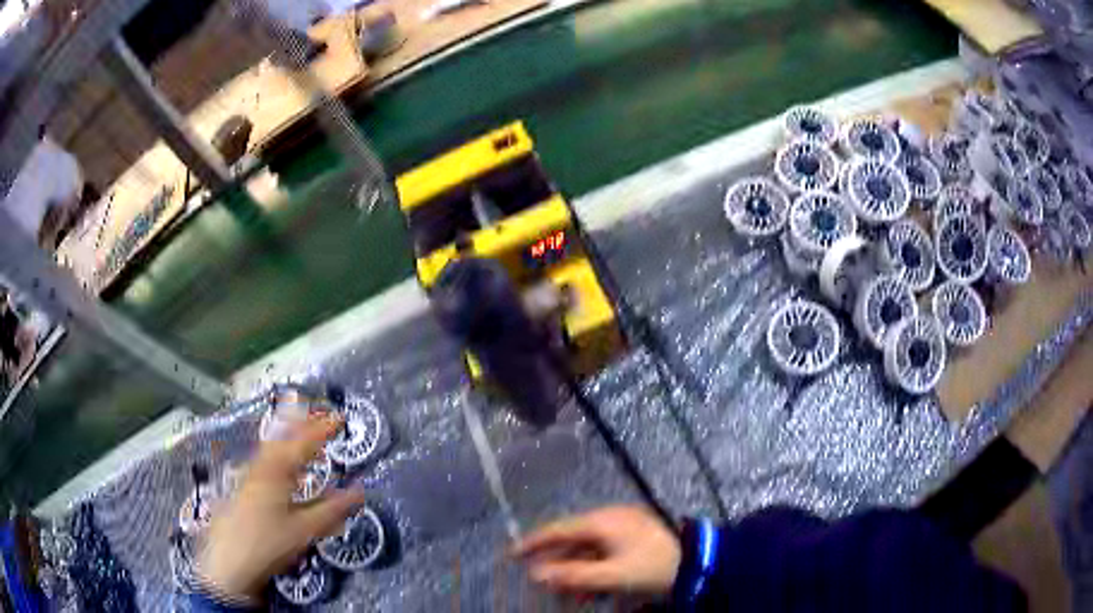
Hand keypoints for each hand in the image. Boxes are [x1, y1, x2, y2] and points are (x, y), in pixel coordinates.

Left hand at [199, 416, 364, 600]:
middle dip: (301, 423)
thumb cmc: (269, 543)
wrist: (229, 562)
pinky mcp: (242, 487)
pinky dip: (277, 452)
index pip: (303, 442)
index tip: (339, 418)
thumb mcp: (305, 530)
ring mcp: (248, 475)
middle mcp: (260, 466)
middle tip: (319, 416)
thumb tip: (359, 492)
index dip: (322, 429)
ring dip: (288, 436)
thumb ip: (332, 510)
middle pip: (281, 436)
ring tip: (302, 432)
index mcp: (276, 471)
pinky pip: (264, 459)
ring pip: (270, 447)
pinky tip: (279, 464)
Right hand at [512, 505, 680, 595]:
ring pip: (587, 550)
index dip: (533, 542)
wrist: (699, 563)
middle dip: (556, 565)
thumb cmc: (652, 568)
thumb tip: (536, 575)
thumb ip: (573, 576)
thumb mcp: (612, 576)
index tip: (511, 554)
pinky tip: (590, 589)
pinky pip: (603, 553)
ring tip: (568, 596)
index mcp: (602, 522)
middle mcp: (609, 519)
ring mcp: (623, 527)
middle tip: (542, 585)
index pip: (558, 529)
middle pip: (571, 541)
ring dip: (575, 572)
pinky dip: (592, 571)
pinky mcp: (633, 537)